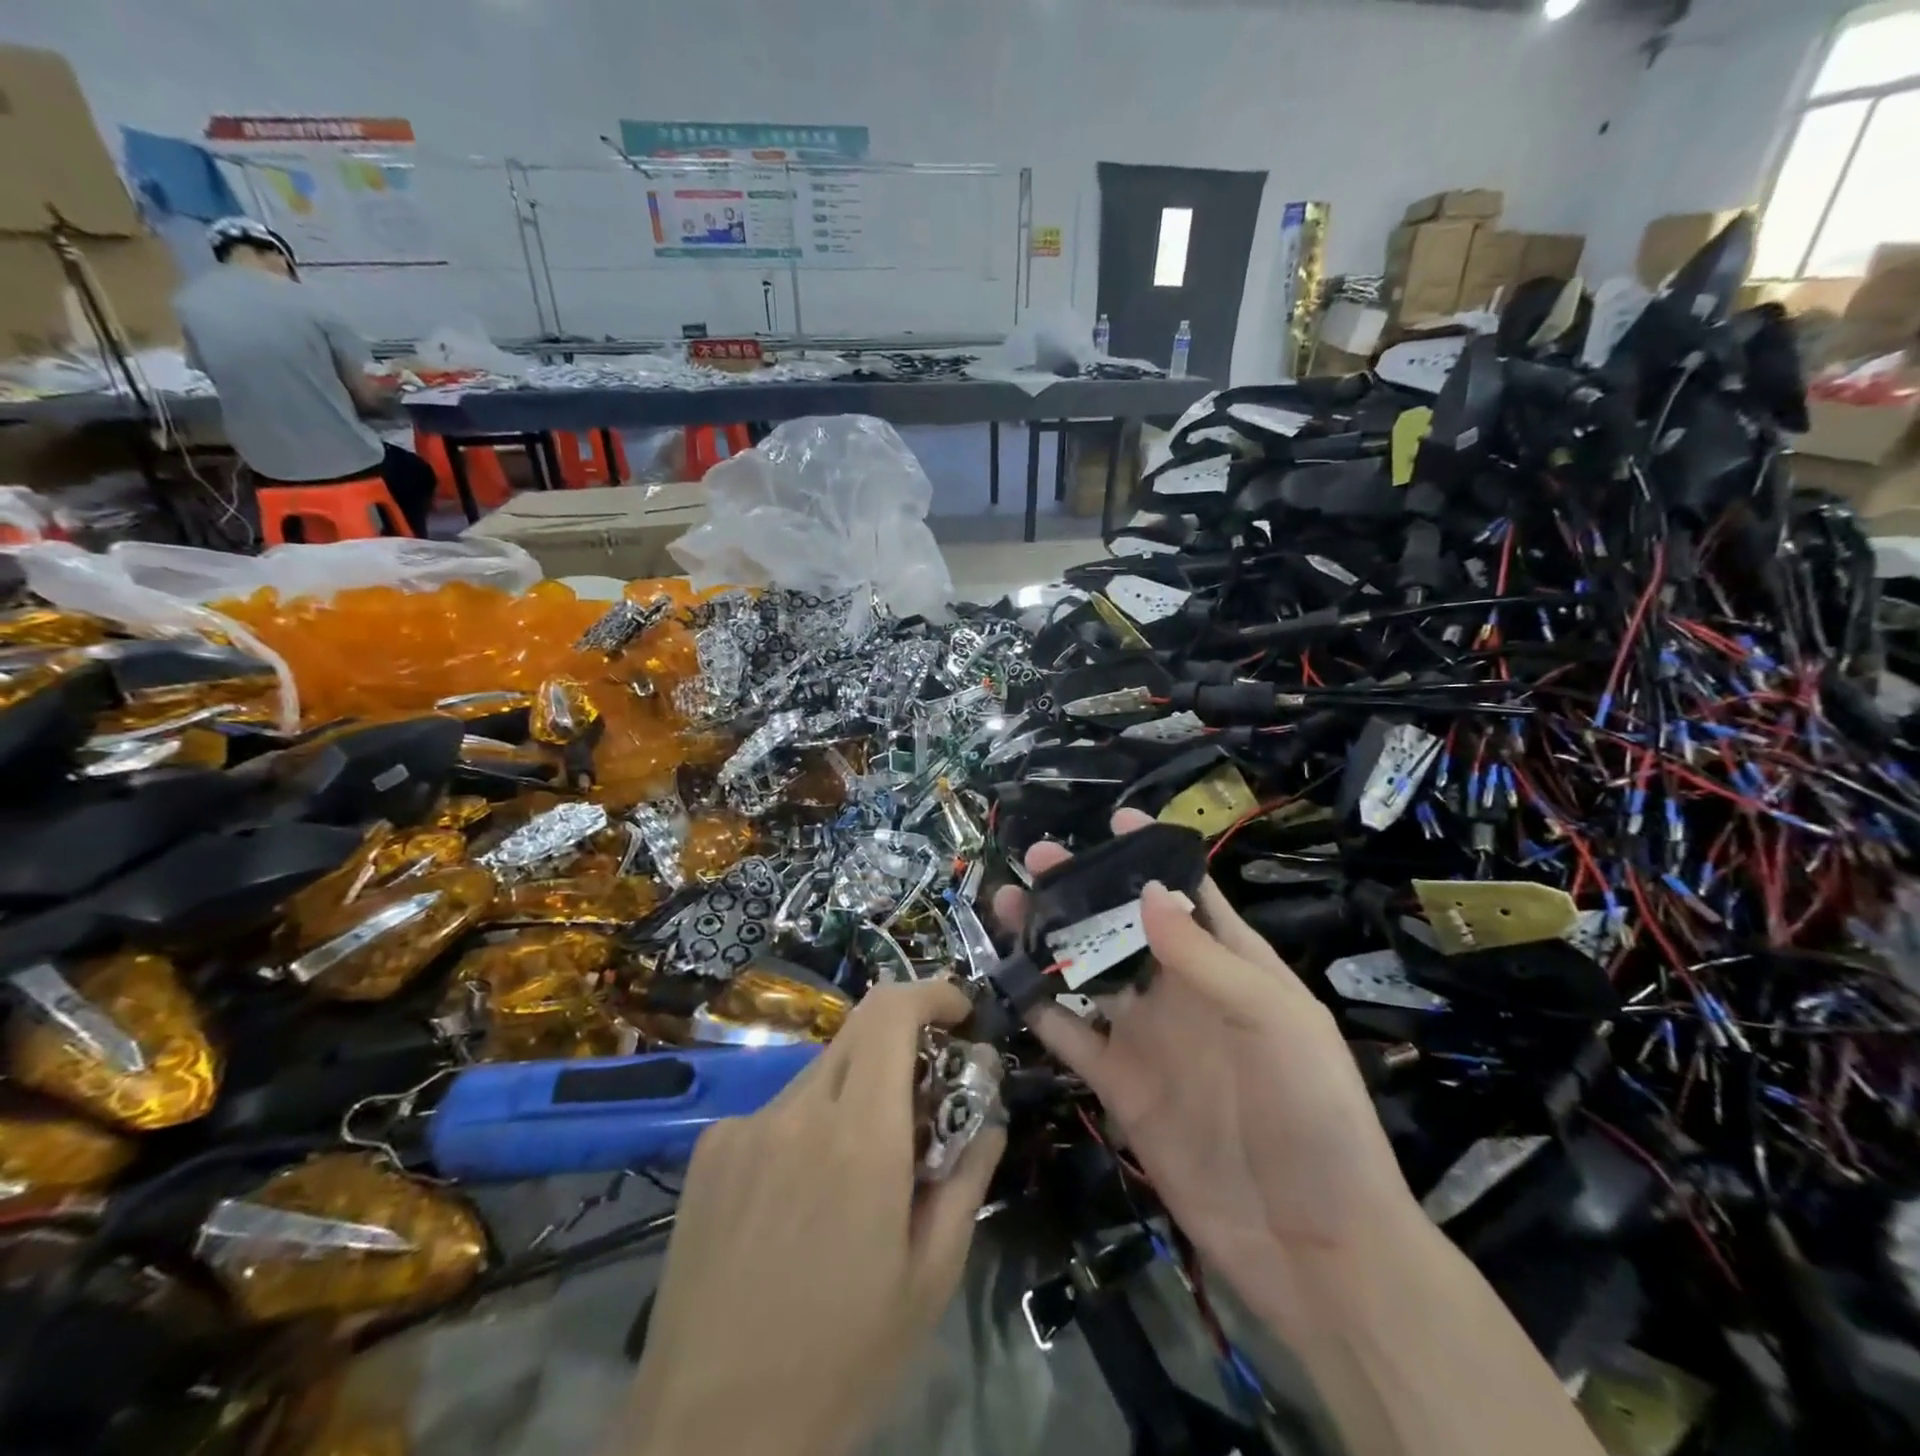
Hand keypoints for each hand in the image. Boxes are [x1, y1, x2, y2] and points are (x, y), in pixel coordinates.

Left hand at [619, 980, 1004, 1455]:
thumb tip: (987, 1114)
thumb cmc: (839, 1359)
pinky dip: (807, 1128)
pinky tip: (797, 1202)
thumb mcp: (931, 1277)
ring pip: (821, 1074)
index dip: (930, 992)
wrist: (707, 1436)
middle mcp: (798, 1111)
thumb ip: (967, 1176)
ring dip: (853, 1096)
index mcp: (859, 1138)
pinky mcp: (709, 1148)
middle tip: (922, 1102)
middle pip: (859, 1032)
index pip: (891, 1012)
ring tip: (856, 1176)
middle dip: (902, 1046)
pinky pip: (777, 1112)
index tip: (959, 1013)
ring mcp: (744, 1125)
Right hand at [994, 810, 1423, 1333]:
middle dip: (1084, 888)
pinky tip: (1008, 981)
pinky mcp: (1121, 1085)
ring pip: (1089, 973)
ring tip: (1008, 904)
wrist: (1313, 1246)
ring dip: (1051, 939)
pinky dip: (1042, 1009)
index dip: (1154, 855)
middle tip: (1037, 859)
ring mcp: (1148, 1039)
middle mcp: (1184, 992)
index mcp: (1232, 965)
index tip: (1115, 820)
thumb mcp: (1275, 1024)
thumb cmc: (1313, 1117)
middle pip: (1124, 925)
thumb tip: (1146, 891)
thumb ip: (1207, 959)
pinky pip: (1073, 1037)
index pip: (1190, 893)